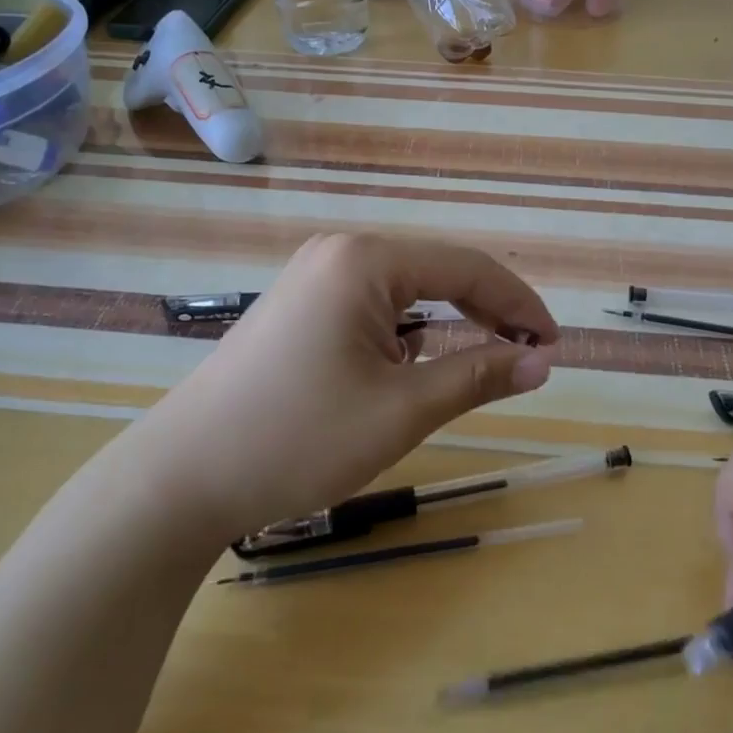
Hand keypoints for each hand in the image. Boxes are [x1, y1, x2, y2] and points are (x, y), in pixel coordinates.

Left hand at [107, 233, 556, 545]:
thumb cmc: (298, 439)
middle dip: (487, 310)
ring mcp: (313, 276)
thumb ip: (478, 375)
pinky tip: (416, 363)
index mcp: (365, 260)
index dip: (519, 304)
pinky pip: (372, 305)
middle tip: (529, 355)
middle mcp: (340, 252)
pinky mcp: (298, 306)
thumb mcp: (402, 410)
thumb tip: (541, 363)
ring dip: (449, 321)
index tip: (553, 346)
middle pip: (436, 271)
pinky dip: (408, 331)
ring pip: (405, 290)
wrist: (179, 480)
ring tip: (484, 359)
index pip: (466, 267)